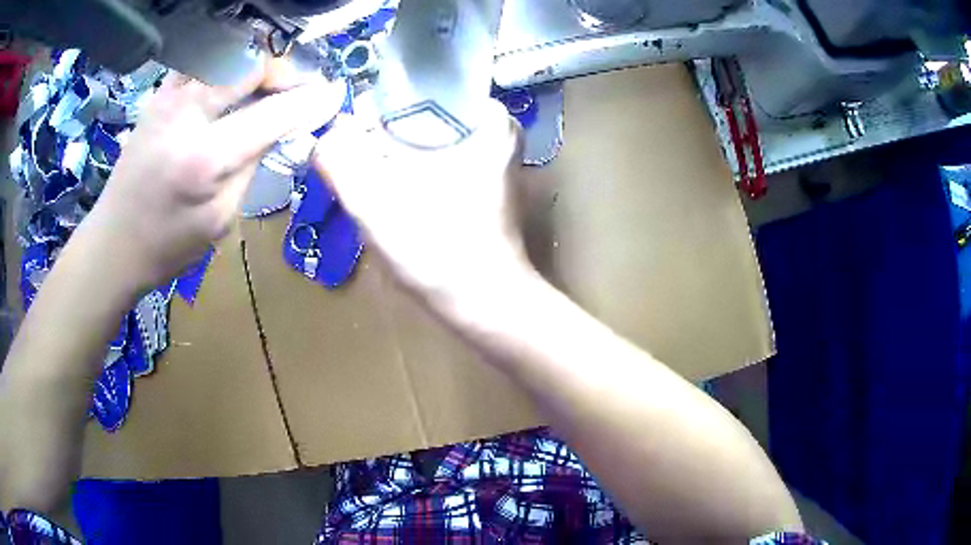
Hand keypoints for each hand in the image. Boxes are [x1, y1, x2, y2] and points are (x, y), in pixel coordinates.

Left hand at [85, 67, 345, 291]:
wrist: (113, 243)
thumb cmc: (168, 246)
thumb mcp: (220, 219)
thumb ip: (250, 166)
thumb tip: (275, 128)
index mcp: (205, 158)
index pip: (273, 113)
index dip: (310, 101)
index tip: (335, 94)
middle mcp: (186, 115)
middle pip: (251, 67)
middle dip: (284, 72)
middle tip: (299, 89)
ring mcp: (169, 99)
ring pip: (227, 55)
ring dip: (256, 64)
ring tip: (267, 85)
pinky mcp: (159, 96)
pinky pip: (202, 62)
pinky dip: (226, 64)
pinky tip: (232, 83)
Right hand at [313, 99, 531, 309]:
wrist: (484, 305)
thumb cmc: (438, 251)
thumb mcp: (374, 201)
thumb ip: (339, 158)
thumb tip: (323, 133)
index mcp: (485, 116)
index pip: (414, 90)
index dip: (375, 115)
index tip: (357, 151)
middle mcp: (496, 128)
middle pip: (418, 116)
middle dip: (383, 142)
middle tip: (369, 179)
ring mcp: (492, 156)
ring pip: (423, 139)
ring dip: (394, 160)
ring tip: (382, 193)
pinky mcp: (484, 181)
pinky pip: (434, 159)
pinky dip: (411, 173)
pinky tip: (399, 201)